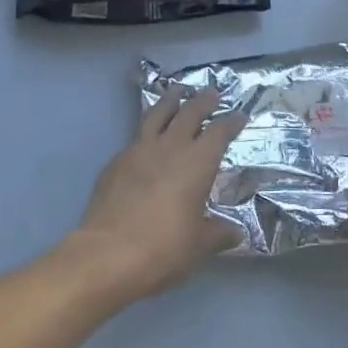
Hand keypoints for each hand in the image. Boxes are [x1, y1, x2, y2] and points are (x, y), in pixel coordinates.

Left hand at [62, 86, 247, 303]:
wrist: (107, 255)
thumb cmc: (163, 248)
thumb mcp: (199, 245)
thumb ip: (219, 234)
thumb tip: (236, 232)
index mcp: (197, 162)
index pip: (219, 132)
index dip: (231, 122)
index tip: (239, 116)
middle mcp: (169, 148)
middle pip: (189, 113)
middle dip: (202, 101)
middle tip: (211, 92)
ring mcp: (138, 151)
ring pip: (156, 115)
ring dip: (169, 101)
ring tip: (176, 92)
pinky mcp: (115, 163)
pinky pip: (135, 138)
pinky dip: (146, 132)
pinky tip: (146, 140)